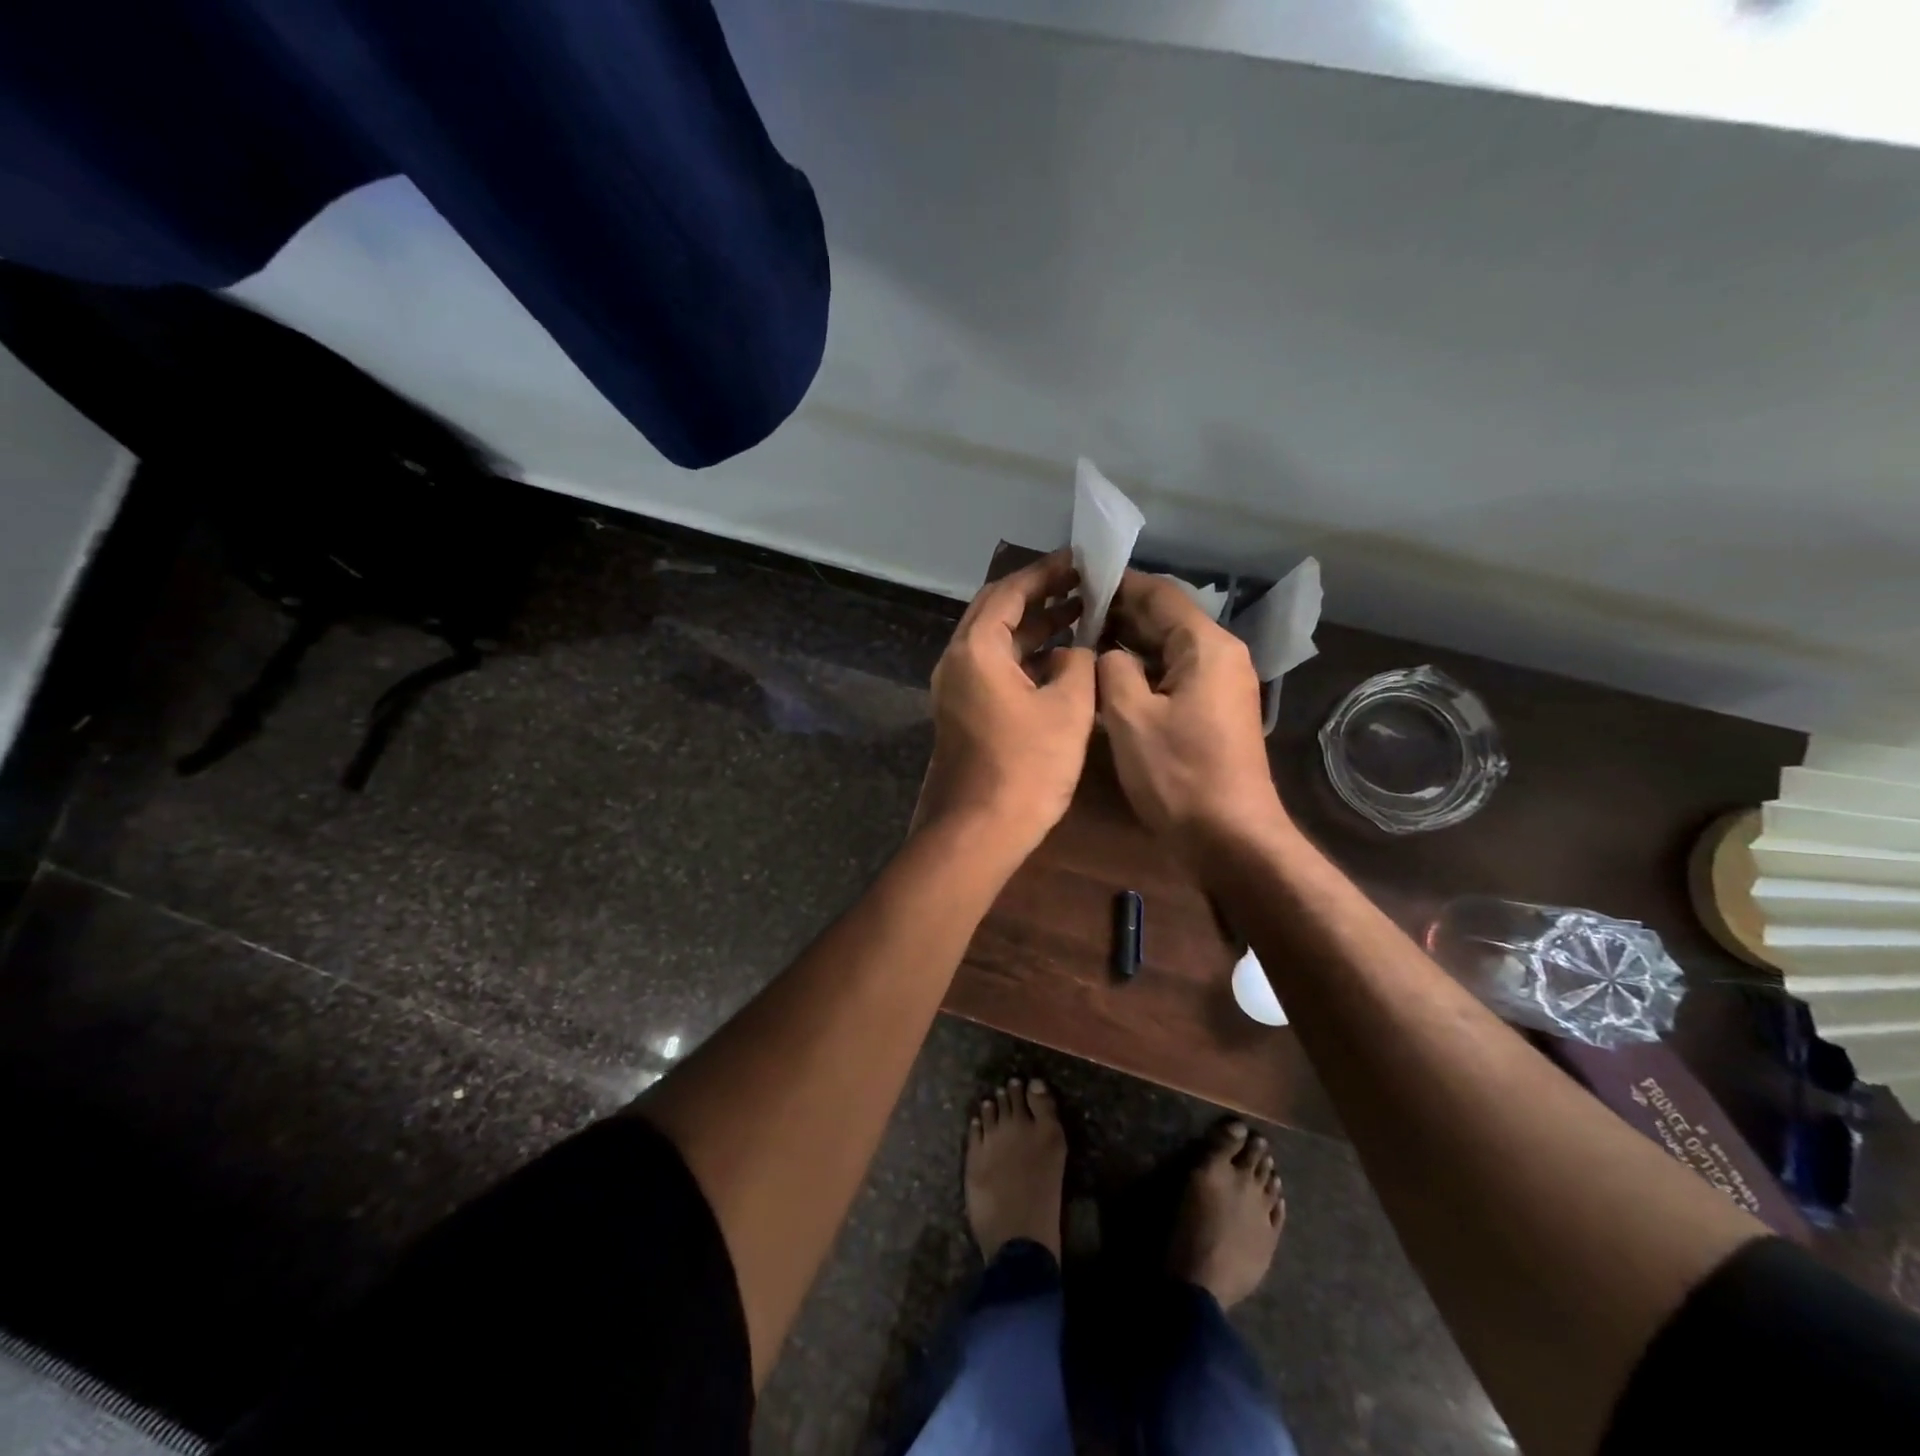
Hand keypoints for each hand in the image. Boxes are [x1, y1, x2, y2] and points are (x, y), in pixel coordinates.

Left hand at [916, 551, 1096, 856]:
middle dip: (1040, 595)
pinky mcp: (964, 712)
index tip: (1080, 561)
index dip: (1046, 573)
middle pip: (997, 612)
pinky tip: (1061, 660)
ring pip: (997, 642)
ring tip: (1081, 615)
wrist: (979, 831)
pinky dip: (1026, 657)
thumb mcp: (1068, 708)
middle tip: (1082, 585)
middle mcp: (957, 661)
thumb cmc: (1027, 767)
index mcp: (976, 649)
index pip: (1009, 592)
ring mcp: (956, 689)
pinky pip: (995, 669)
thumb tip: (1073, 652)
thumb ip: (1077, 665)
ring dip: (1035, 627)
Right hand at [1097, 570, 1286, 854]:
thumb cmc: (1178, 775)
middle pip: (1165, 618)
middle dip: (1119, 613)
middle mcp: (1220, 656)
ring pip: (1167, 648)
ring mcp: (1220, 685)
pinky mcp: (1213, 711)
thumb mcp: (1130, 717)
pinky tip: (1107, 678)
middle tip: (1069, 612)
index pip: (1159, 594)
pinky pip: (1173, 675)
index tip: (1077, 578)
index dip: (1118, 583)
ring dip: (1127, 643)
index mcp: (1205, 646)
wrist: (1230, 838)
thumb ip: (1112, 669)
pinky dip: (1142, 670)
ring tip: (1079, 640)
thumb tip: (1108, 653)